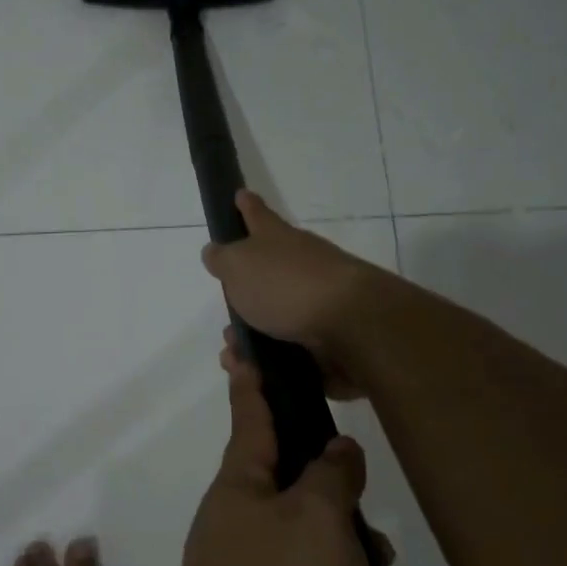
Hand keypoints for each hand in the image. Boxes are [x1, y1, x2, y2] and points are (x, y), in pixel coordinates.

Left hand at [159, 351, 370, 565]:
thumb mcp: (313, 521)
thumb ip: (330, 478)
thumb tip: (335, 452)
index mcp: (242, 491)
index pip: (251, 420)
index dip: (252, 384)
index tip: (240, 348)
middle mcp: (247, 534)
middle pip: (302, 498)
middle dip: (345, 509)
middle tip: (375, 529)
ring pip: (330, 564)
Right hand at [200, 190, 388, 398]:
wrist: (351, 325)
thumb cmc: (287, 286)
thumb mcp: (239, 266)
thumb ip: (222, 259)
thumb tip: (215, 251)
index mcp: (278, 239)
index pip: (257, 215)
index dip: (246, 206)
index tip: (240, 194)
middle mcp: (301, 263)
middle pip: (268, 271)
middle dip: (246, 292)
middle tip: (226, 316)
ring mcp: (319, 299)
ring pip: (277, 316)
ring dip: (253, 334)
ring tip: (234, 355)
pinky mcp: (331, 335)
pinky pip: (292, 348)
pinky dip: (272, 359)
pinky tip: (256, 372)